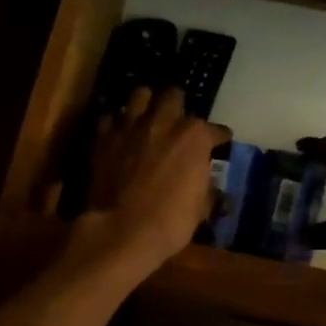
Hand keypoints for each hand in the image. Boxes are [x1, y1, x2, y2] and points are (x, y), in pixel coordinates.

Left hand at [87, 87, 227, 267]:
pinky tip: (120, 134)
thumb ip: (206, 188)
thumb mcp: (201, 208)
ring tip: (147, 116)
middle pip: (173, 96)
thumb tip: (210, 189)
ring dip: (145, 103)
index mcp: (195, 137)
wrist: (122, 231)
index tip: (221, 141)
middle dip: (177, 105)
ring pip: (140, 95)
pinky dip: (116, 124)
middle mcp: (165, 122)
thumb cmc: (171, 221)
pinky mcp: (104, 138)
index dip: (219, 136)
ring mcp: (132, 127)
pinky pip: (110, 118)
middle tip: (177, 120)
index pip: (216, 130)